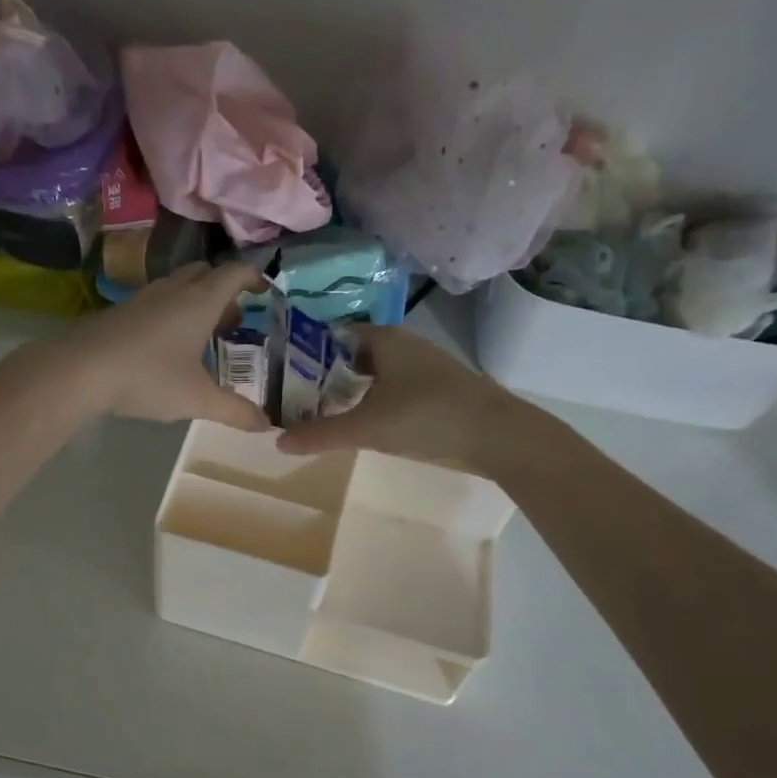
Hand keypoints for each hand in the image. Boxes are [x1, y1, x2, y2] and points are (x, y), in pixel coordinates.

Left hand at [63, 262, 270, 431]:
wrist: (79, 370)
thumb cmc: (148, 377)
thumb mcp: (197, 399)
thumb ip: (234, 410)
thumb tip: (267, 424)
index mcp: (200, 301)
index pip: (234, 273)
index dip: (253, 277)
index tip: (265, 290)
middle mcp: (173, 290)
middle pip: (205, 273)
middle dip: (225, 290)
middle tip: (235, 319)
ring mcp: (143, 298)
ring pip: (179, 286)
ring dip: (197, 302)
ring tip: (205, 334)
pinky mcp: (120, 311)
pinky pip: (157, 301)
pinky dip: (173, 313)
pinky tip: (168, 346)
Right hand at [275, 324, 514, 466]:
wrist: (499, 436)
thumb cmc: (427, 416)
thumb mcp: (368, 428)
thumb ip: (321, 434)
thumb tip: (277, 441)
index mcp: (384, 339)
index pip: (332, 335)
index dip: (305, 352)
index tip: (280, 373)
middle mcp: (403, 345)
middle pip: (352, 356)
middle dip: (324, 375)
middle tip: (293, 397)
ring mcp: (423, 367)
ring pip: (374, 374)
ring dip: (349, 390)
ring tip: (319, 412)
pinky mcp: (437, 389)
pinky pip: (392, 389)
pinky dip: (372, 401)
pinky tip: (363, 422)